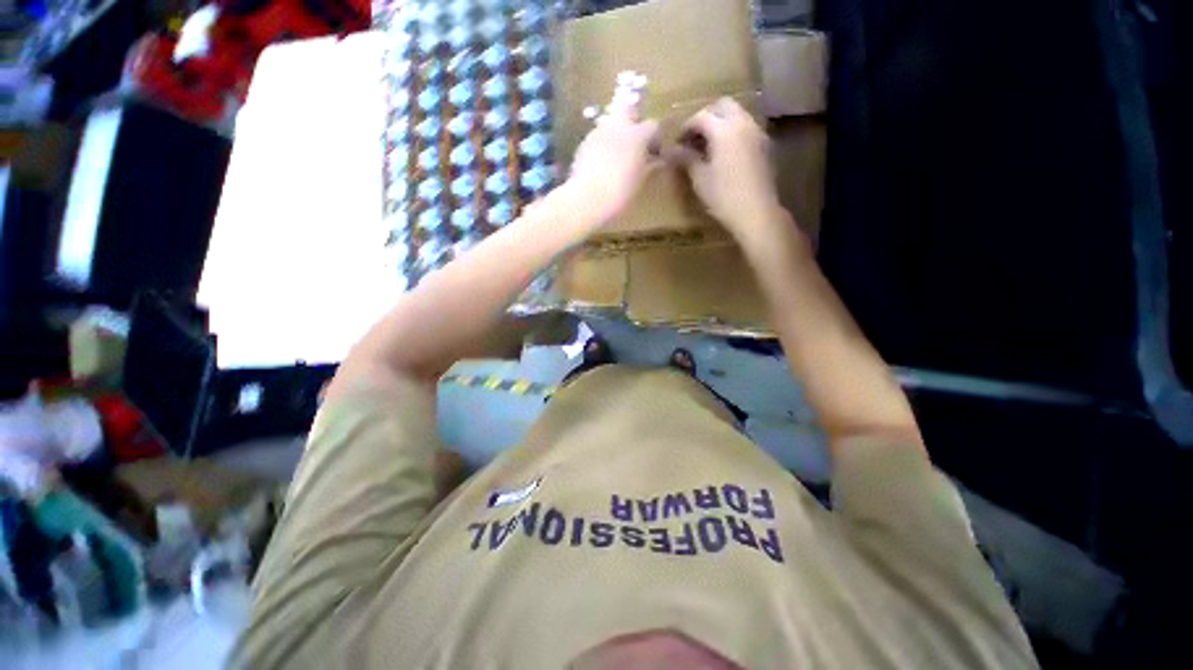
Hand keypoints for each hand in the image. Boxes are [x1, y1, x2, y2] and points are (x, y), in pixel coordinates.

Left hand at [566, 104, 659, 225]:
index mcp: (637, 135)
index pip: (652, 125)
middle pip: (627, 107)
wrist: (588, 198)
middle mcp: (618, 126)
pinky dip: (602, 145)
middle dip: (633, 116)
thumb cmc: (620, 192)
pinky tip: (602, 163)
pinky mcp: (583, 143)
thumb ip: (648, 165)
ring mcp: (598, 132)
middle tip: (634, 138)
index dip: (655, 138)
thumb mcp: (639, 180)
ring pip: (610, 123)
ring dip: (615, 133)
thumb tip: (656, 160)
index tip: (654, 152)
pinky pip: (597, 138)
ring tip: (617, 154)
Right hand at [675, 97, 784, 248]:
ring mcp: (758, 133)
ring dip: (721, 123)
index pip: (701, 116)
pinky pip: (746, 128)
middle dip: (706, 117)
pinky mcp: (765, 146)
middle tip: (694, 137)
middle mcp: (743, 123)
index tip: (677, 142)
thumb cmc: (723, 197)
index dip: (686, 127)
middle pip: (723, 106)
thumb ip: (686, 159)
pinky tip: (725, 154)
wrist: (756, 213)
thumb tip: (670, 150)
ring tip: (708, 146)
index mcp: (724, 129)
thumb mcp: (700, 179)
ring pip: (737, 115)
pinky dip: (733, 132)